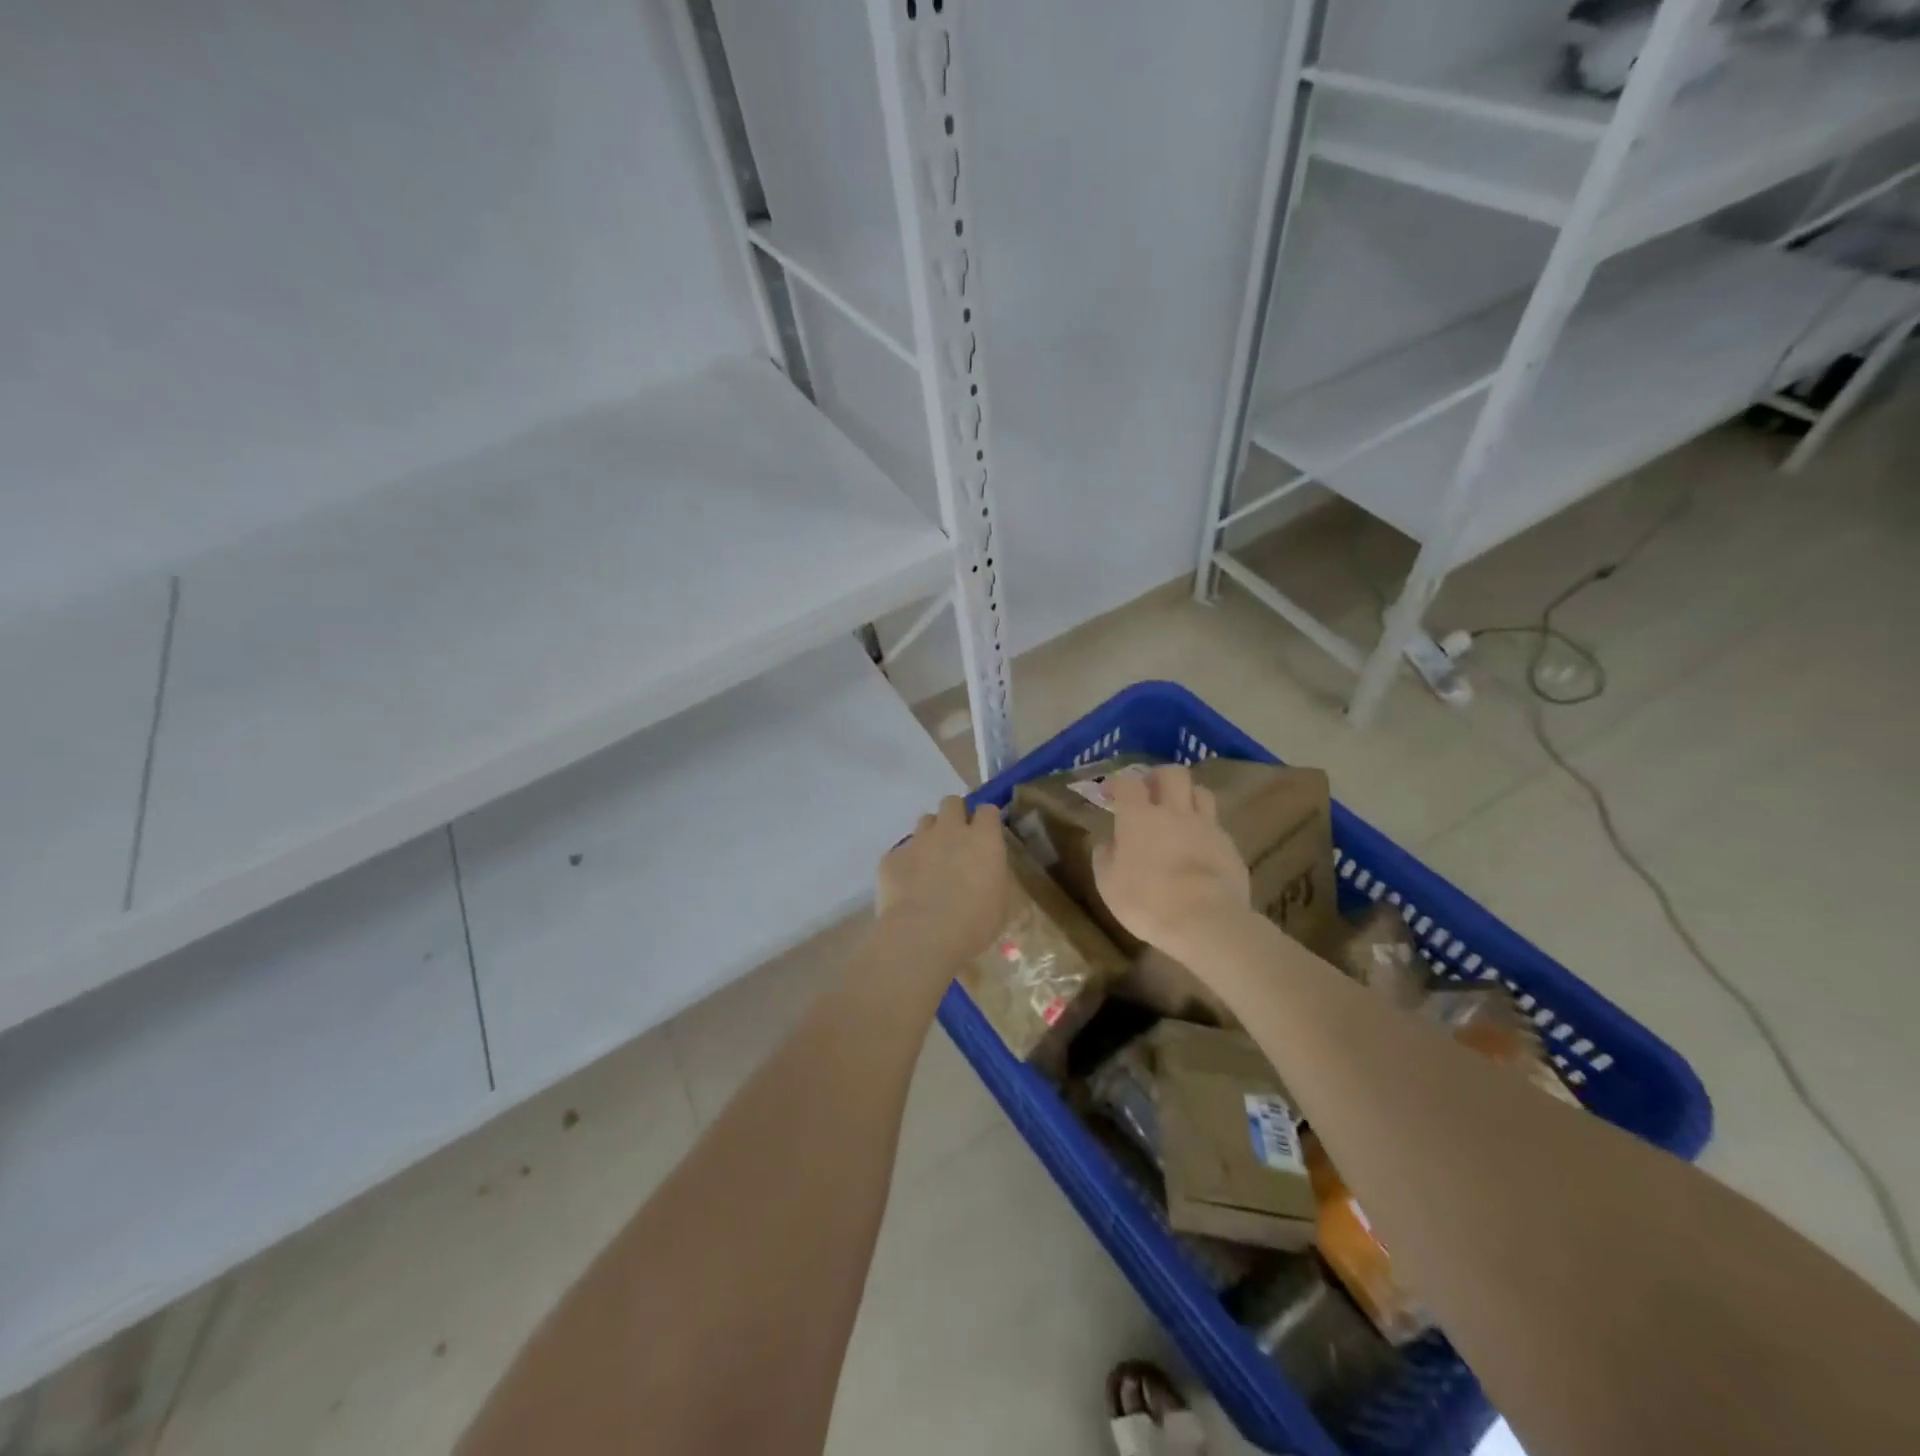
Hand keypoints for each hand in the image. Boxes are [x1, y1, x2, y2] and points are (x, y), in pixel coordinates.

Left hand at [876, 796, 1008, 970]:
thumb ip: (993, 877)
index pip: (987, 810)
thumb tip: (987, 873)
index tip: (986, 835)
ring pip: (925, 821)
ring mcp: (918, 840)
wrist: (923, 935)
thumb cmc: (974, 923)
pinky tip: (908, 886)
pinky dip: (906, 862)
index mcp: (983, 839)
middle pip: (952, 803)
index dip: (986, 820)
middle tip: (957, 841)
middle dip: (955, 815)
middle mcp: (950, 830)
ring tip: (931, 862)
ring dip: (931, 834)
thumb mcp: (1000, 903)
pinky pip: (901, 851)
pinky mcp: (892, 857)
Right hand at [1093, 765, 1250, 956]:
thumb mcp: (1108, 884)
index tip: (1108, 794)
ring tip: (1178, 812)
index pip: (1128, 783)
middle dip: (1158, 777)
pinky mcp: (1229, 846)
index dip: (1116, 783)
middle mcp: (1175, 812)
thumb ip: (1105, 857)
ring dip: (1187, 795)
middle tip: (1148, 792)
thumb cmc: (1147, 902)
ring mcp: (1207, 826)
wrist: (1206, 921)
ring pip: (1201, 792)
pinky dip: (1204, 828)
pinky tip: (1198, 845)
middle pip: (1172, 773)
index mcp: (1140, 817)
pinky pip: (1216, 824)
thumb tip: (1107, 843)